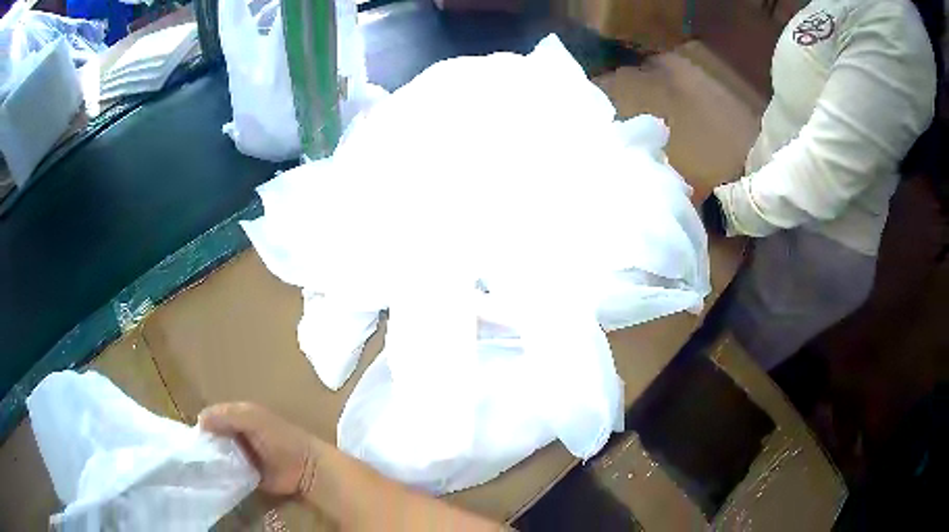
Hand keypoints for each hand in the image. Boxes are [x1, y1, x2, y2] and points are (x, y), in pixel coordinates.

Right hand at [199, 402, 320, 496]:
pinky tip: (208, 480)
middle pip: (212, 439)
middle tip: (189, 456)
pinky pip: (227, 475)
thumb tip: (199, 421)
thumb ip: (227, 415)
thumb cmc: (279, 438)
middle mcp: (235, 436)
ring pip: (217, 457)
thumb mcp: (252, 417)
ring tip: (195, 469)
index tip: (188, 438)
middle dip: (202, 445)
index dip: (200, 426)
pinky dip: (219, 476)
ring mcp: (239, 458)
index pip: (210, 418)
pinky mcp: (244, 477)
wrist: (304, 468)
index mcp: (237, 417)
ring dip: (209, 462)